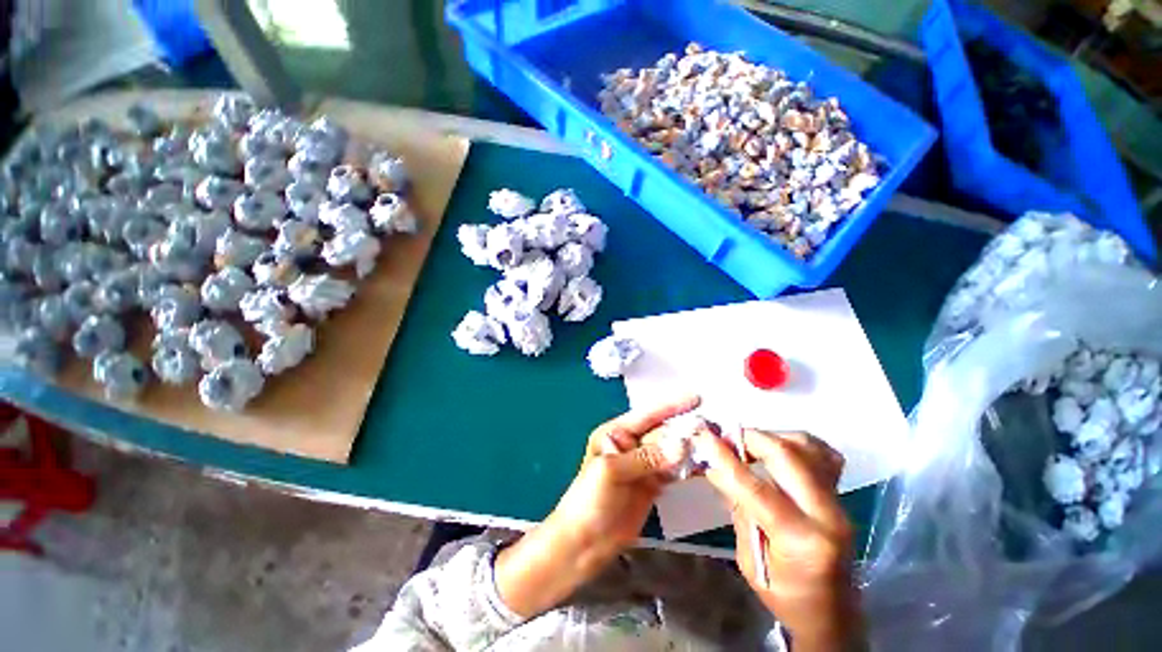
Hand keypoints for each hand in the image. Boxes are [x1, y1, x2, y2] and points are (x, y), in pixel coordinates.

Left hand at [494, 395, 700, 617]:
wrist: (583, 543)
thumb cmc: (588, 501)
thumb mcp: (612, 472)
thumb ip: (646, 458)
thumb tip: (682, 445)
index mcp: (614, 434)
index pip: (646, 415)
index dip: (671, 406)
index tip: (696, 398)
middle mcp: (630, 445)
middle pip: (662, 433)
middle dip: (686, 429)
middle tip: (714, 427)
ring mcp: (642, 465)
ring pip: (671, 451)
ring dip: (691, 448)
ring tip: (717, 444)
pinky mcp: (652, 485)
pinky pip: (673, 472)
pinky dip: (689, 469)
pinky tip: (706, 467)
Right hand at [696, 429, 864, 651]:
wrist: (833, 612)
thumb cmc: (787, 596)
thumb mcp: (750, 562)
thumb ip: (738, 511)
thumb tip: (716, 470)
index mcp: (802, 541)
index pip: (756, 488)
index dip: (726, 459)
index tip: (704, 438)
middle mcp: (826, 515)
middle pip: (787, 456)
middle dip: (750, 439)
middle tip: (726, 439)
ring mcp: (839, 502)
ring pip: (806, 447)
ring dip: (771, 437)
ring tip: (749, 446)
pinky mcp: (841, 495)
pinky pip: (822, 454)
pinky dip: (796, 443)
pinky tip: (778, 450)